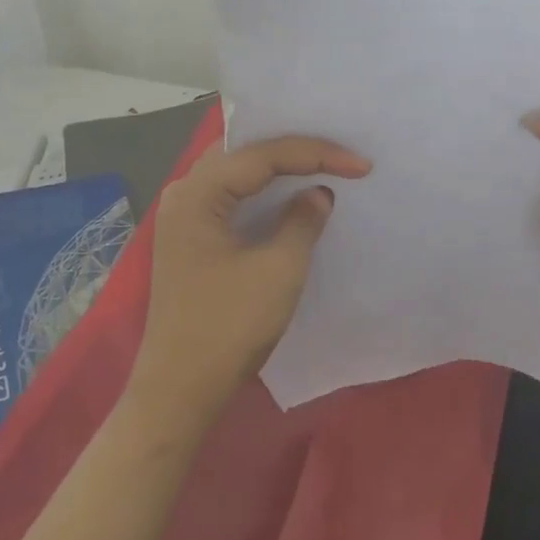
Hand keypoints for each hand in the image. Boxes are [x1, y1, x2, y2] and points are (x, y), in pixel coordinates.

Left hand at [126, 135, 370, 428]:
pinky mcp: (190, 238)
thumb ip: (303, 221)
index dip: (316, 153)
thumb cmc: (228, 327)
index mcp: (198, 193)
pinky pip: (230, 194)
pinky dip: (261, 189)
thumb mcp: (279, 270)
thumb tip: (318, 193)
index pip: (263, 154)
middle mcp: (184, 193)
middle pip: (244, 151)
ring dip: (276, 166)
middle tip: (338, 151)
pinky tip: (286, 193)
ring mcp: (183, 216)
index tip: (361, 165)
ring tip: (319, 162)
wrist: (179, 391)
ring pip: (235, 170)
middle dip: (293, 148)